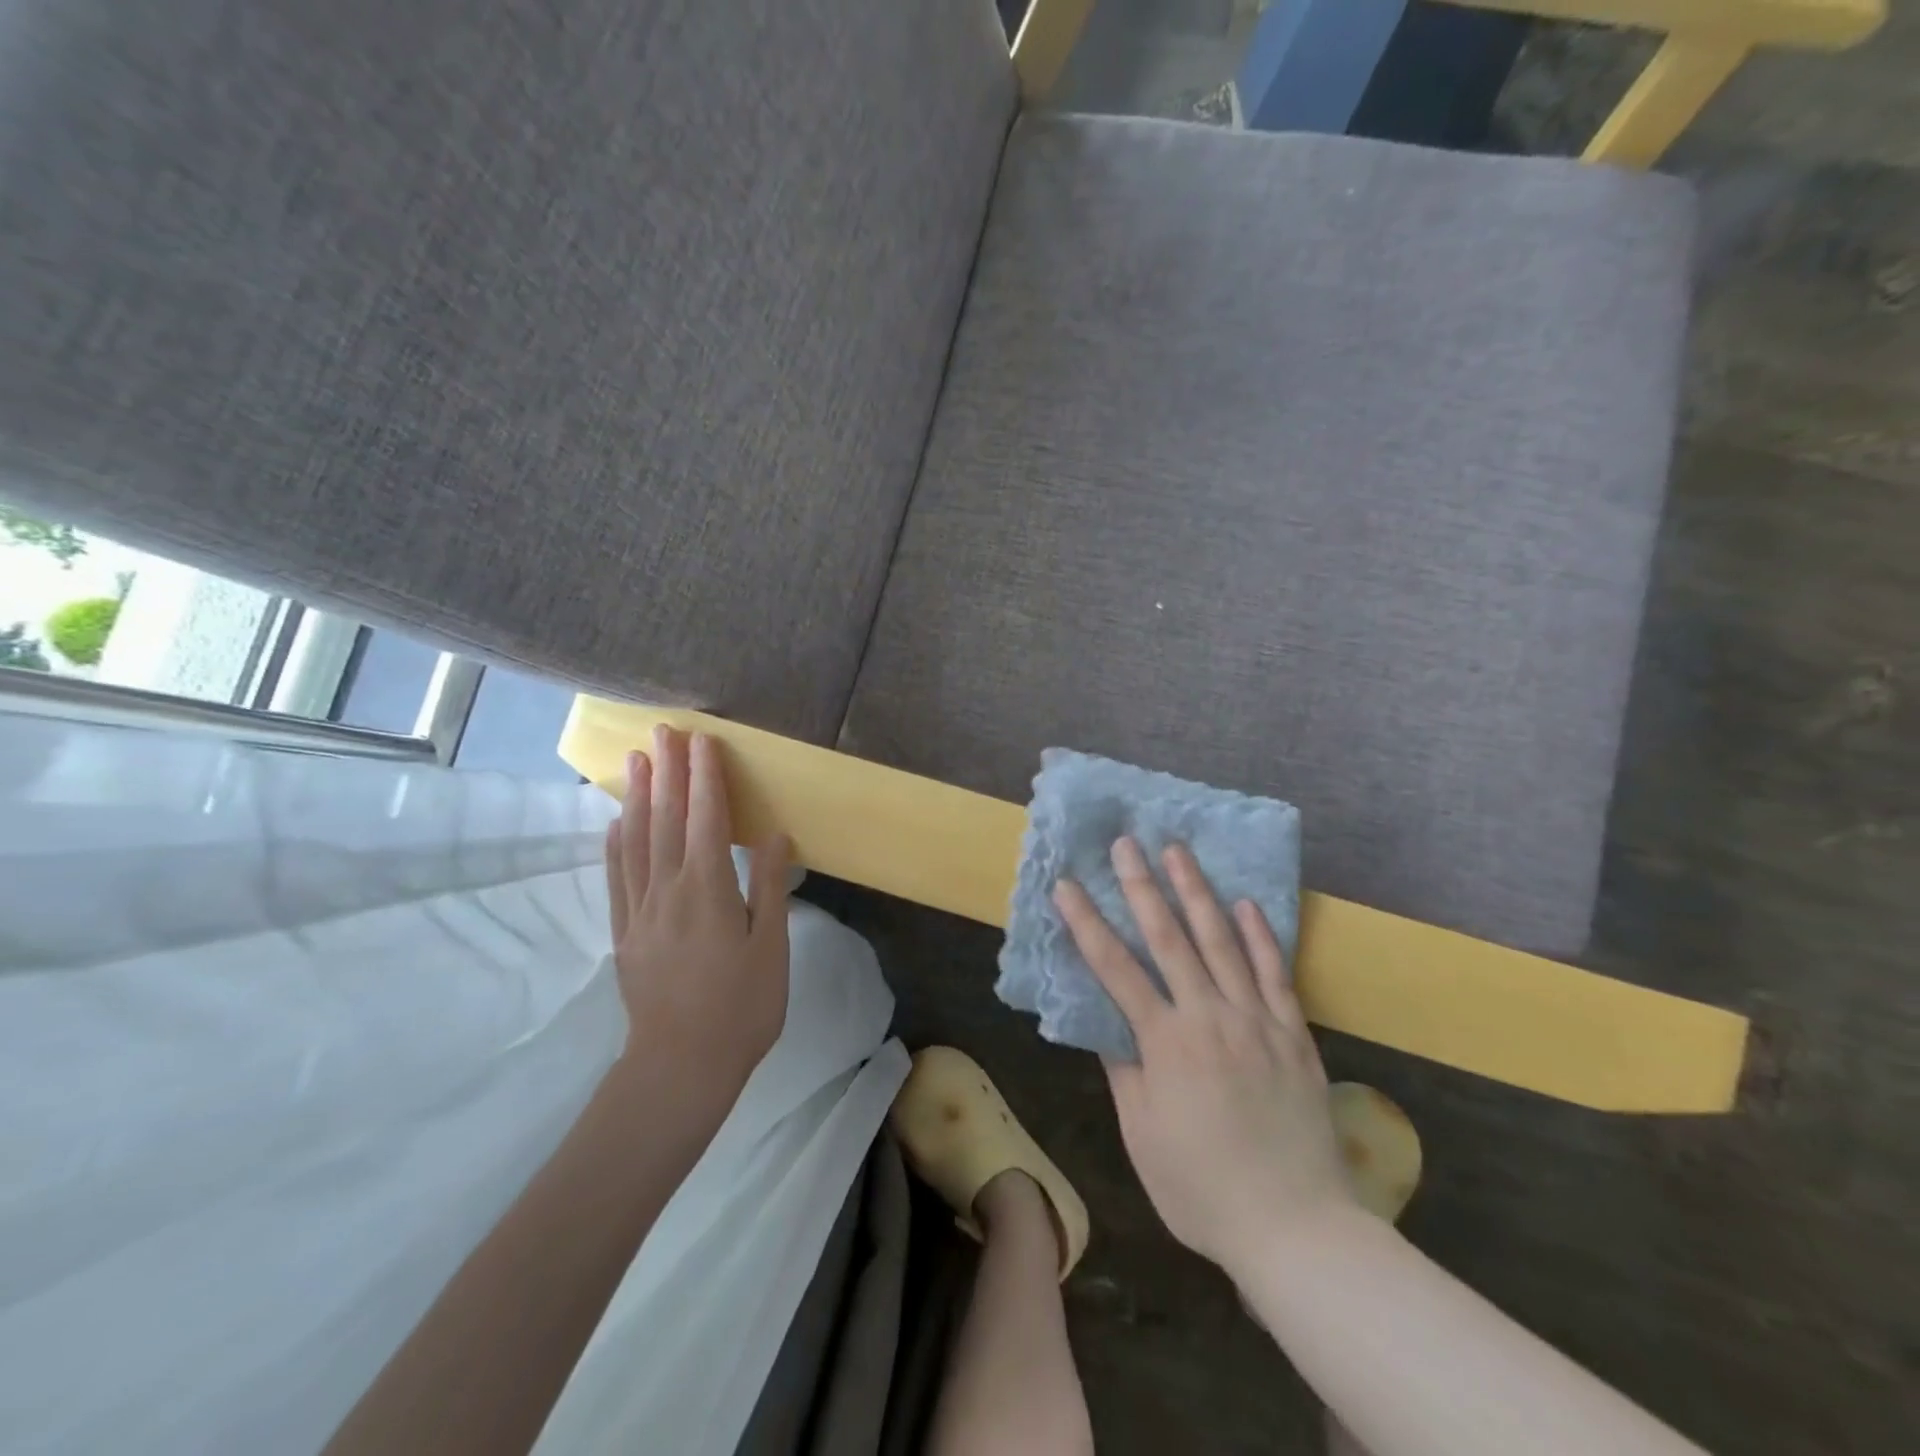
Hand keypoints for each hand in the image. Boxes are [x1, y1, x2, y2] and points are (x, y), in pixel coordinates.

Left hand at [602, 726, 790, 1137]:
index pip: (708, 819)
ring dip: (639, 796)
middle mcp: (669, 890)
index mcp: (709, 890)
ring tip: (637, 760)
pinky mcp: (624, 933)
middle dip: (668, 772)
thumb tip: (774, 836)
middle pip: (667, 819)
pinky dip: (616, 844)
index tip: (703, 741)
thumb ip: (770, 888)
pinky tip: (616, 823)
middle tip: (663, 730)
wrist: (680, 1067)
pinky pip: (617, 878)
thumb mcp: (771, 948)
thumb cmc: (740, 1008)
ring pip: (637, 841)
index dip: (706, 777)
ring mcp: (640, 911)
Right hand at [1053, 837, 1355, 1272]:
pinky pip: (1274, 972)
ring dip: (1197, 892)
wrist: (1297, 1226)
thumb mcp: (1143, 1134)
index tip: (1066, 884)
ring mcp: (1256, 1019)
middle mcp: (1209, 1016)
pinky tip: (1246, 903)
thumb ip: (1124, 1069)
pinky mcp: (1293, 1032)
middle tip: (1126, 842)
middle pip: (1169, 937)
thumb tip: (1104, 1020)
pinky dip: (1259, 934)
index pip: (1115, 967)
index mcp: (1166, 1042)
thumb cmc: (1202, 1186)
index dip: (1086, 922)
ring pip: (1222, 941)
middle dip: (1142, 885)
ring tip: (1178, 851)